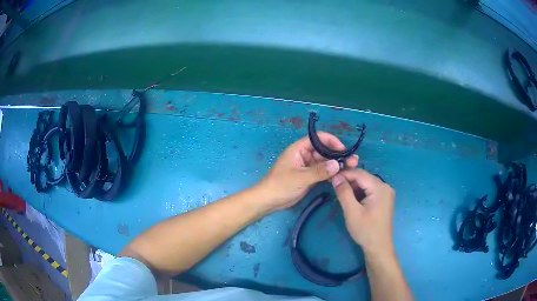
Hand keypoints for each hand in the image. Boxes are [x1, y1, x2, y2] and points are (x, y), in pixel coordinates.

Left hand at [258, 132, 358, 211]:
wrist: (269, 200)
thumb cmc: (281, 185)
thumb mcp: (300, 177)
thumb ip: (319, 171)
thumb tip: (338, 164)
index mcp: (299, 149)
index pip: (318, 139)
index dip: (331, 141)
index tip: (343, 150)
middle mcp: (305, 155)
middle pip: (324, 150)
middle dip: (338, 155)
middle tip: (353, 161)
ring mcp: (308, 166)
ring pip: (325, 162)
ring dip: (337, 164)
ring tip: (352, 167)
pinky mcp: (310, 176)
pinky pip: (323, 172)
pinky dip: (332, 173)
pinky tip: (342, 176)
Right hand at [332, 169, 395, 255]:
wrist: (378, 246)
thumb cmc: (365, 230)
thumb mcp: (352, 212)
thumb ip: (344, 192)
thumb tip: (335, 176)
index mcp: (380, 187)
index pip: (359, 173)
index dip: (344, 173)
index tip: (330, 176)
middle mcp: (385, 186)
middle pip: (363, 177)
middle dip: (348, 180)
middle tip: (333, 185)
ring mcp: (386, 193)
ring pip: (366, 183)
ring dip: (353, 187)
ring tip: (340, 192)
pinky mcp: (384, 199)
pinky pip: (370, 190)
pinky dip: (359, 192)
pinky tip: (351, 198)